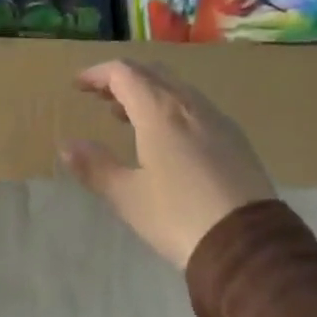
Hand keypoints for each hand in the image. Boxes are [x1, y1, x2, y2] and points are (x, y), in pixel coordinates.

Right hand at [60, 60, 273, 267]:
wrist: (248, 244)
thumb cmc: (178, 216)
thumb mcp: (127, 196)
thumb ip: (95, 167)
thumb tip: (68, 146)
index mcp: (160, 112)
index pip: (124, 73)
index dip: (98, 74)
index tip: (78, 85)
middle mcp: (190, 105)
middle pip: (152, 73)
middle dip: (122, 78)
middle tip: (99, 96)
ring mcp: (217, 120)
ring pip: (177, 88)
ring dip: (148, 92)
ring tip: (125, 116)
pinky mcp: (235, 139)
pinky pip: (195, 106)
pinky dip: (170, 107)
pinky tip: (165, 137)